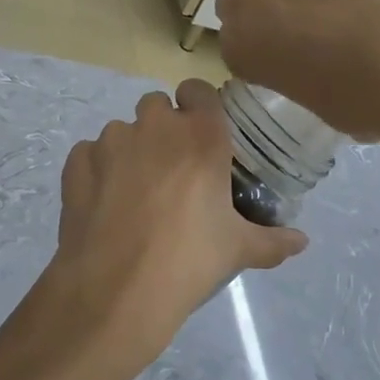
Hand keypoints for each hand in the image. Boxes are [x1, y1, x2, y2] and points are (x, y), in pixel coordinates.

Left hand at [34, 80, 306, 376]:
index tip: (201, 133)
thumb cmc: (189, 261)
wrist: (116, 289)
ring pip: (122, 130)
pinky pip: (89, 154)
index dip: (198, 106)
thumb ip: (273, 240)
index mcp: (200, 136)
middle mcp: (155, 126)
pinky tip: (103, 202)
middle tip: (172, 169)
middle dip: (163, 128)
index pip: (198, 89)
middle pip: (157, 106)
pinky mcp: (77, 163)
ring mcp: (110, 142)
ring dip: (130, 150)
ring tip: (135, 193)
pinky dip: (96, 170)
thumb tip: (302, 242)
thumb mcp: (238, 251)